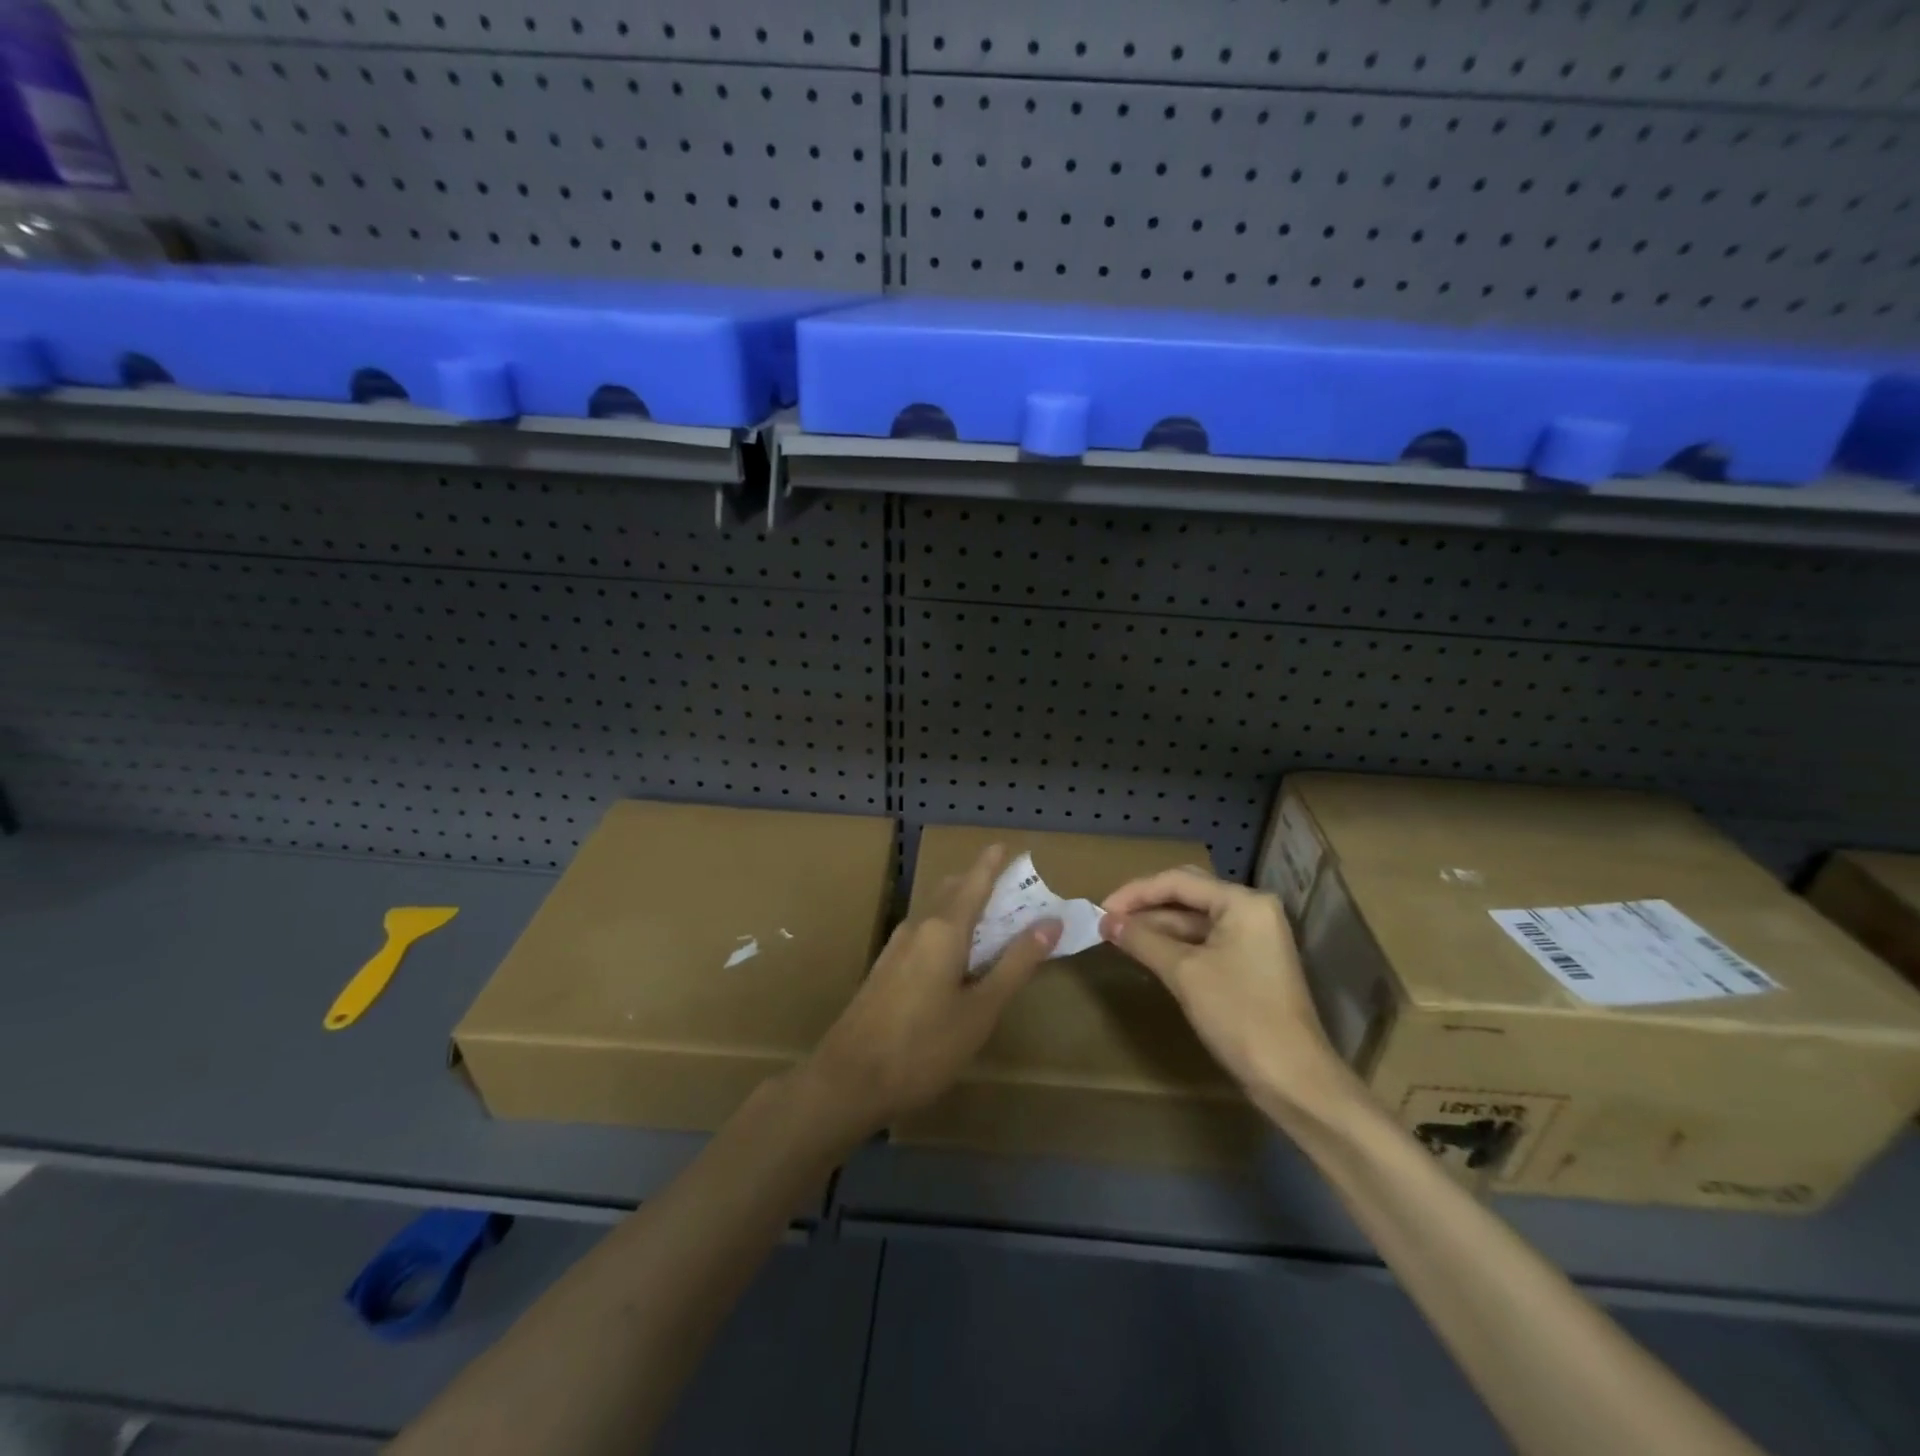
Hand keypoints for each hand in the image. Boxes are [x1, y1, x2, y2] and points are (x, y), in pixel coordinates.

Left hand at [801, 844, 1060, 1140]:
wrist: (849, 1079)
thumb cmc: (924, 1046)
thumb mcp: (981, 1009)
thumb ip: (1016, 964)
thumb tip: (1050, 922)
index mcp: (943, 929)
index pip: (974, 882)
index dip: (991, 863)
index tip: (1006, 845)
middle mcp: (918, 927)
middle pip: (952, 891)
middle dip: (979, 882)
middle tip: (1010, 887)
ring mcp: (897, 947)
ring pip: (935, 911)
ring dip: (962, 905)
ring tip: (991, 917)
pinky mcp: (886, 968)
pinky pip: (924, 932)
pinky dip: (947, 928)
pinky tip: (956, 954)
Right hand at [1100, 867, 1349, 1110]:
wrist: (1293, 1078)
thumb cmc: (1239, 1015)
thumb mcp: (1184, 973)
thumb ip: (1142, 940)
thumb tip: (1106, 921)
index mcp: (1243, 902)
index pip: (1178, 882)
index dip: (1135, 892)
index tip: (1101, 910)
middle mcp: (1252, 910)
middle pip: (1188, 895)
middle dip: (1146, 906)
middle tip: (1108, 920)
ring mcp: (1254, 938)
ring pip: (1195, 920)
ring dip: (1158, 927)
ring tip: (1119, 937)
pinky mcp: (1251, 964)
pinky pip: (1206, 942)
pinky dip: (1176, 945)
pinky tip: (1148, 954)